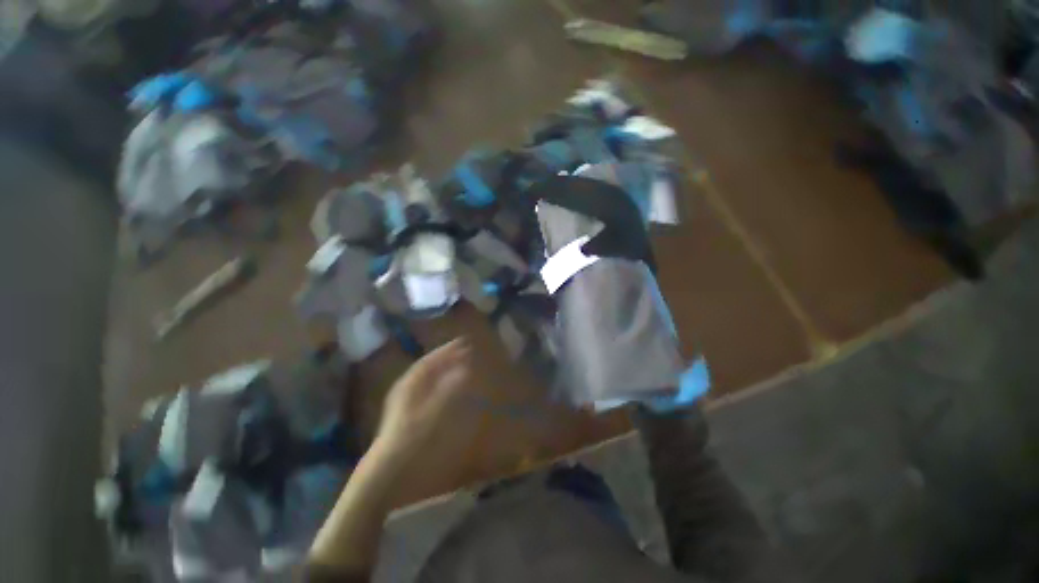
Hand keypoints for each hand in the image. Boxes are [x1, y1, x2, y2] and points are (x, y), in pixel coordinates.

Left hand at [373, 338, 472, 459]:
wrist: (387, 469)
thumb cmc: (413, 438)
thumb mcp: (435, 412)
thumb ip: (451, 389)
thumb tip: (465, 370)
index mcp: (410, 383)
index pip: (431, 360)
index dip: (447, 350)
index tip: (463, 342)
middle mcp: (406, 386)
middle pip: (428, 365)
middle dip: (446, 356)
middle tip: (464, 349)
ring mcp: (404, 398)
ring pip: (426, 376)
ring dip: (443, 367)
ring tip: (458, 362)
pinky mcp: (406, 410)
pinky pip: (425, 386)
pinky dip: (438, 381)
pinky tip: (446, 384)